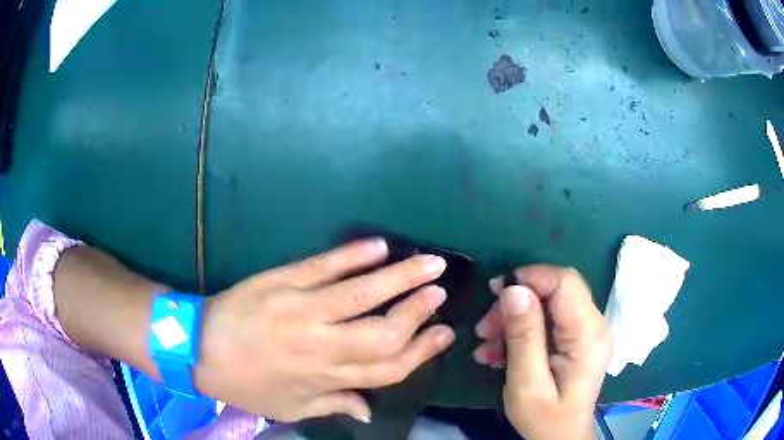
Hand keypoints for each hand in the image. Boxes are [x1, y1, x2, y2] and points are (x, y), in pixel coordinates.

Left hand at [192, 239, 454, 422]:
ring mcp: (301, 310)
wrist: (198, 349)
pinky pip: (324, 267)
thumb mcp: (287, 409)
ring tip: (431, 264)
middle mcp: (321, 346)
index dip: (422, 351)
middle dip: (418, 313)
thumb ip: (331, 407)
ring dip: (401, 278)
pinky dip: (354, 255)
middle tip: (440, 293)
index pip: (388, 367)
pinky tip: (379, 246)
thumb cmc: (244, 384)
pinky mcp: (282, 282)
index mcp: (324, 378)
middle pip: (384, 333)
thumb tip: (368, 411)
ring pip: (362, 295)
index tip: (444, 333)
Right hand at [474, 266, 612, 439]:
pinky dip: (523, 331)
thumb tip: (513, 290)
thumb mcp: (528, 383)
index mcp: (588, 334)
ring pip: (549, 304)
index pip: (564, 282)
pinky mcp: (578, 339)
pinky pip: (549, 321)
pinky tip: (498, 351)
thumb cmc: (545, 419)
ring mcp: (588, 331)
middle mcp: (594, 324)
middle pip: (556, 290)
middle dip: (517, 301)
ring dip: (515, 319)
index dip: (530, 277)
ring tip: (486, 343)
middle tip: (484, 326)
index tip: (495, 292)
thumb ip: (524, 336)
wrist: (561, 438)